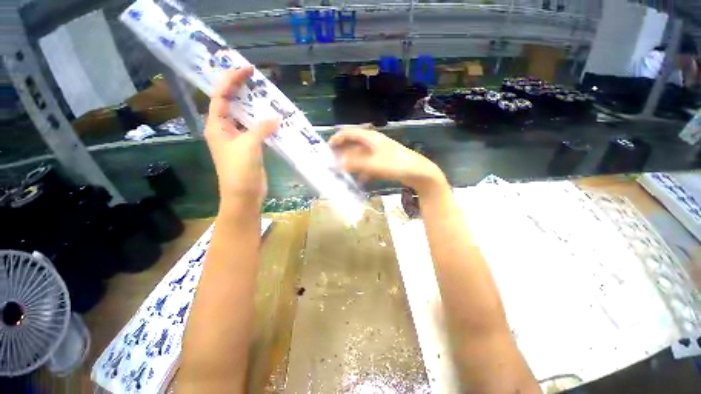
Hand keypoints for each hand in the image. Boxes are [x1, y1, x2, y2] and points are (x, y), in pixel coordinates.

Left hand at [204, 66, 278, 209]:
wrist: (244, 195)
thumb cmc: (239, 170)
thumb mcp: (248, 146)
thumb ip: (260, 129)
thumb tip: (275, 118)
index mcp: (217, 126)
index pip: (221, 96)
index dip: (231, 80)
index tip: (247, 70)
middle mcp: (225, 130)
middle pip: (232, 104)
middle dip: (242, 90)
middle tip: (258, 80)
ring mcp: (238, 139)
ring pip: (245, 118)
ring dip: (255, 108)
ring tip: (268, 97)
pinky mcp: (250, 148)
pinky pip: (256, 130)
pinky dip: (264, 124)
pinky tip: (275, 120)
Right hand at [329, 128, 447, 196]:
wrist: (418, 173)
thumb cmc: (396, 164)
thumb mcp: (372, 164)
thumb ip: (353, 163)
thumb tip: (335, 164)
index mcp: (370, 137)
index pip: (348, 133)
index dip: (336, 139)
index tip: (326, 150)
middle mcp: (372, 143)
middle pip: (352, 145)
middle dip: (341, 154)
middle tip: (331, 165)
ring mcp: (378, 153)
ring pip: (359, 157)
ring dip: (350, 164)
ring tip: (341, 174)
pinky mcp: (382, 162)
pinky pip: (367, 165)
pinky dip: (361, 172)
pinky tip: (359, 181)